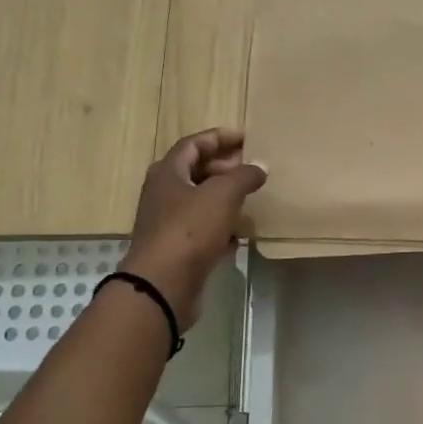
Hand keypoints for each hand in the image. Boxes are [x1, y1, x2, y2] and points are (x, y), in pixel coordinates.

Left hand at [120, 129, 266, 325]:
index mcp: (168, 172)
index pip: (194, 144)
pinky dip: (222, 227)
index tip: (247, 139)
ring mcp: (169, 223)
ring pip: (201, 202)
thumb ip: (244, 175)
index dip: (220, 138)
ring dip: (226, 198)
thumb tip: (260, 166)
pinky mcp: (178, 249)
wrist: (162, 285)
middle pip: (196, 171)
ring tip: (253, 199)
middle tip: (253, 169)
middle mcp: (164, 193)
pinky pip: (203, 229)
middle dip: (226, 168)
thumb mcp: (222, 194)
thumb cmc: (189, 229)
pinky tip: (242, 234)